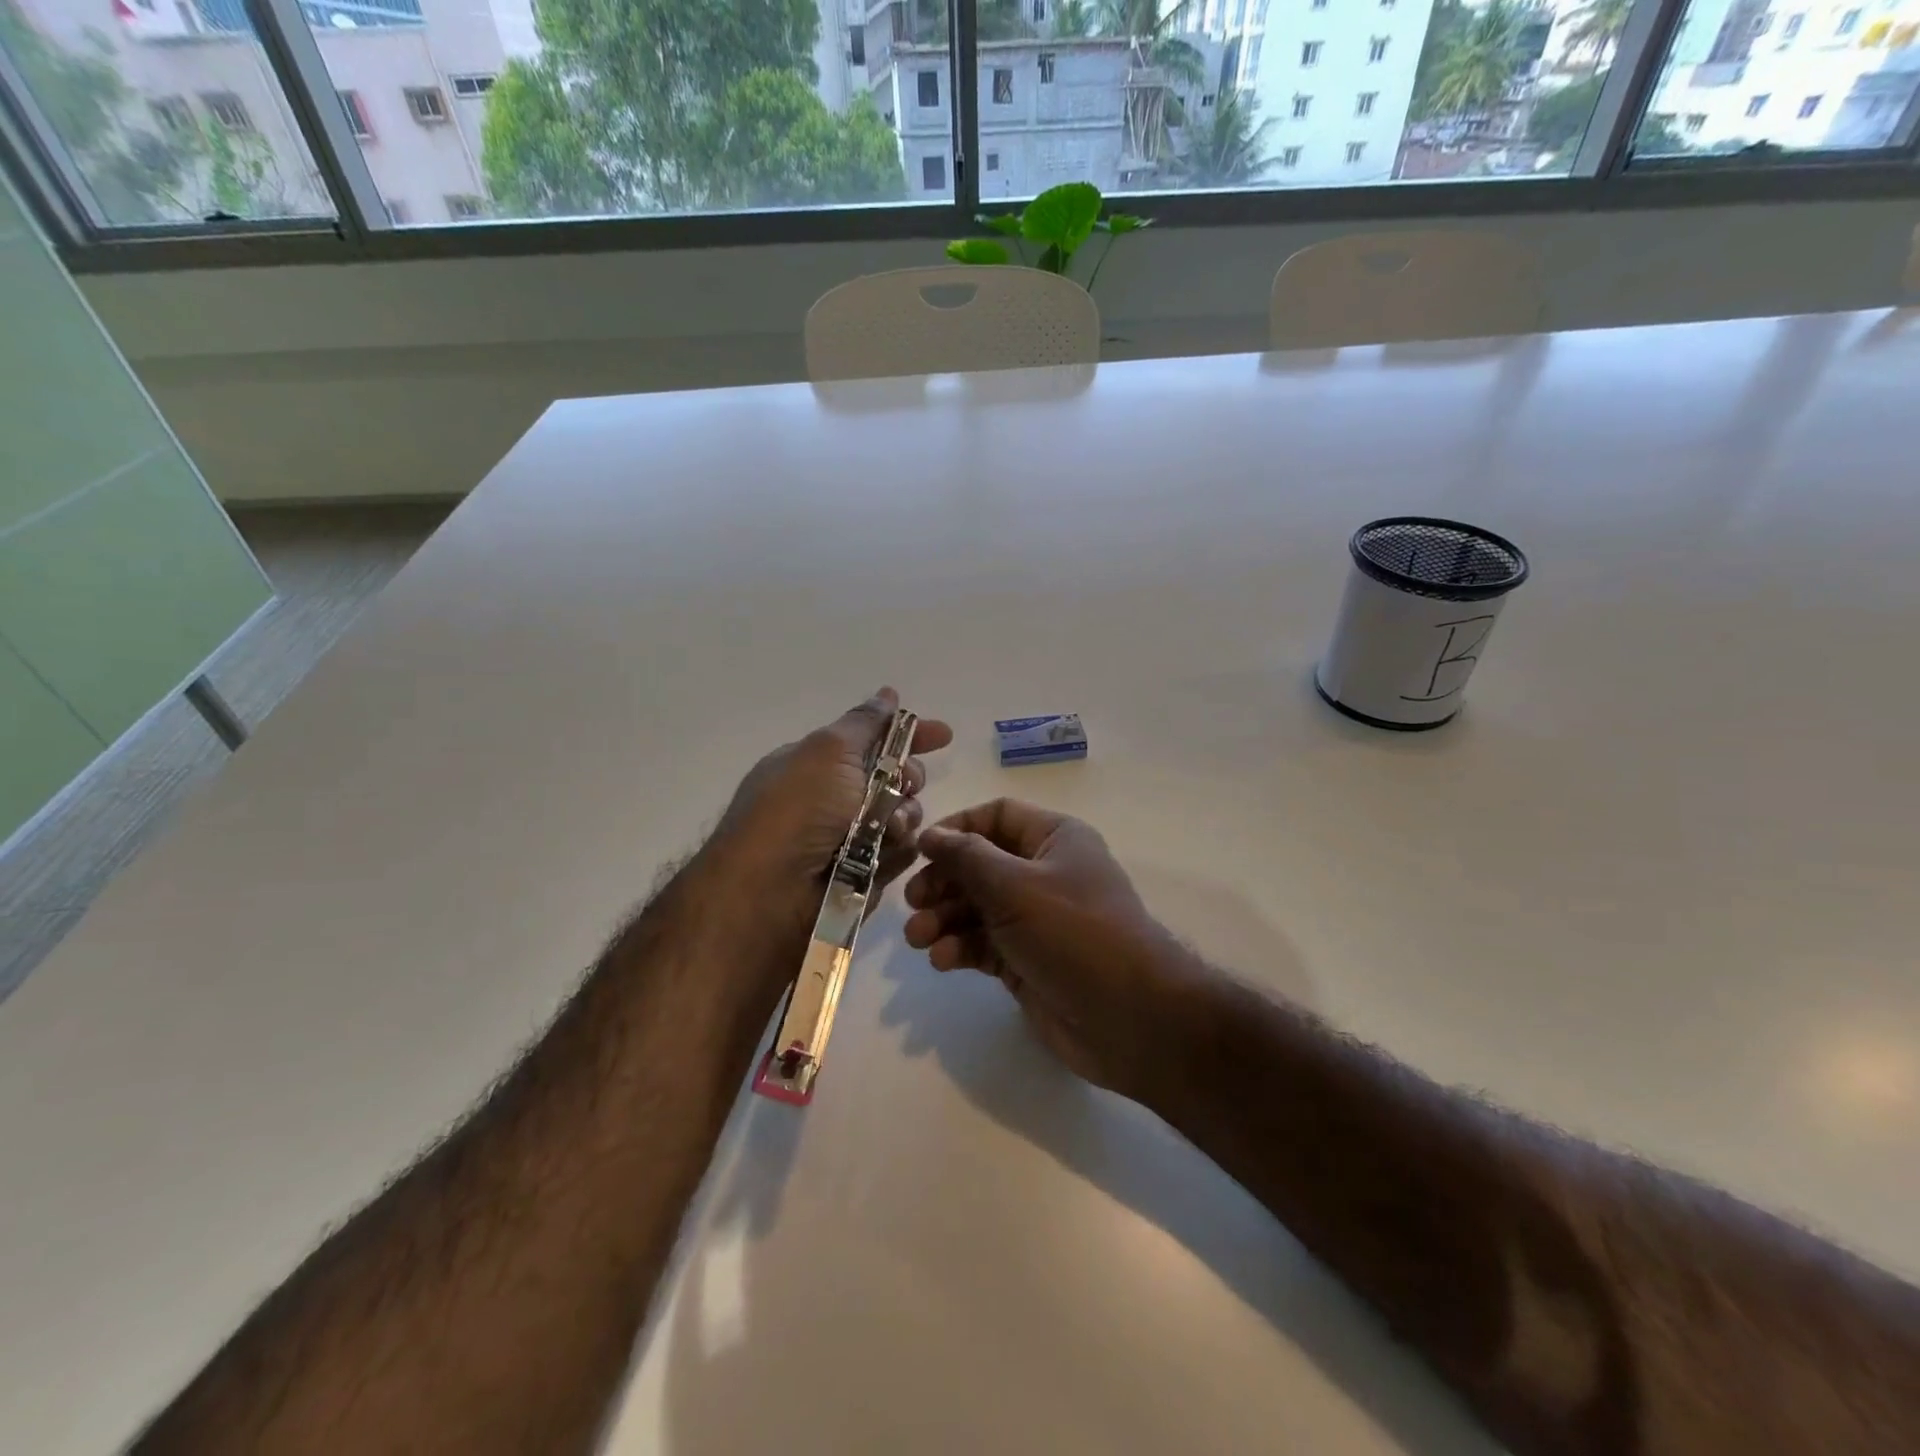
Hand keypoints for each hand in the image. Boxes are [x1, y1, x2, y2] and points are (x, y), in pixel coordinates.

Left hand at [709, 688, 953, 925]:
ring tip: (883, 829)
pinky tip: (881, 855)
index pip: (873, 740)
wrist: (772, 893)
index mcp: (817, 765)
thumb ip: (865, 723)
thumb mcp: (827, 751)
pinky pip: (902, 852)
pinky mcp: (867, 873)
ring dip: (902, 816)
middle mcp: (834, 799)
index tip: (943, 735)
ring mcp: (851, 838)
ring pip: (905, 816)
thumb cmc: (796, 809)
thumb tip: (888, 694)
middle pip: (897, 778)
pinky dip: (896, 850)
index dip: (909, 735)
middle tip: (903, 784)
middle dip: (908, 778)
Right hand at [902, 799, 1208, 1104]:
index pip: (996, 816)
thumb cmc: (1074, 933)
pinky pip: (984, 944)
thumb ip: (967, 858)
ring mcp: (1036, 920)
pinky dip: (961, 948)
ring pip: (977, 908)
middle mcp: (1044, 873)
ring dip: (944, 919)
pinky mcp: (1026, 960)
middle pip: (980, 864)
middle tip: (913, 903)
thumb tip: (930, 834)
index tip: (920, 851)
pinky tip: (944, 961)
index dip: (957, 829)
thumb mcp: (1015, 886)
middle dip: (944, 882)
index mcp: (1054, 839)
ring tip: (919, 939)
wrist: (1131, 1018)